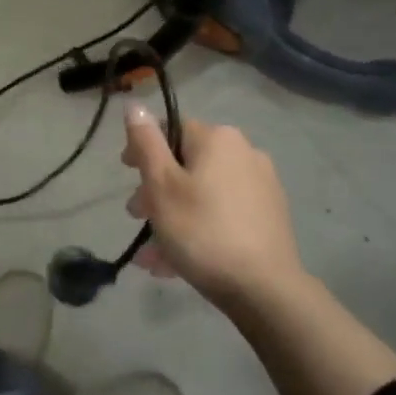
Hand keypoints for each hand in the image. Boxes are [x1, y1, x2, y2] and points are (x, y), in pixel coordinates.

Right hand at [122, 106, 303, 306]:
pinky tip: (178, 260)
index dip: (143, 149)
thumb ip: (146, 142)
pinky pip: (222, 212)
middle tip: (136, 217)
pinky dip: (199, 227)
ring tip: (153, 252)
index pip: (170, 128)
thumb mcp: (161, 185)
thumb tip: (136, 105)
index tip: (127, 175)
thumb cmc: (202, 230)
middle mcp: (244, 152)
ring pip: (202, 192)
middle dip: (157, 189)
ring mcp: (261, 185)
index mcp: (217, 138)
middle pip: (187, 163)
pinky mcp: (269, 216)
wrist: (264, 289)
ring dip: (173, 215)